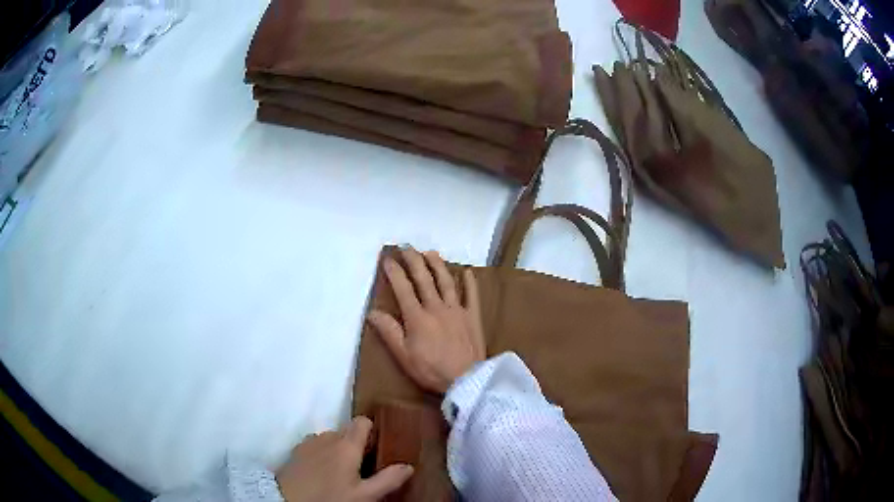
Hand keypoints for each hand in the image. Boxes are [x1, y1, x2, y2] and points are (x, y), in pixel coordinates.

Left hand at [276, 416, 412, 501]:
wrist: (288, 500)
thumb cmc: (330, 497)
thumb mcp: (364, 495)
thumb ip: (388, 479)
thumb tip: (408, 466)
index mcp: (347, 445)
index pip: (362, 421)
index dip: (372, 431)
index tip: (377, 448)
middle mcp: (328, 437)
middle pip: (347, 431)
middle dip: (356, 445)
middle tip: (362, 467)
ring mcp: (309, 442)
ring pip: (330, 438)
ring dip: (338, 449)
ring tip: (341, 472)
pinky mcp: (297, 450)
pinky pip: (316, 445)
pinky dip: (323, 453)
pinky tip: (322, 472)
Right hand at [367, 247, 485, 393]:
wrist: (465, 379)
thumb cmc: (431, 370)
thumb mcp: (403, 355)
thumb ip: (389, 331)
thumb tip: (372, 312)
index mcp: (417, 317)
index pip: (403, 288)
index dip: (394, 271)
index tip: (387, 258)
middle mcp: (437, 307)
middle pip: (424, 279)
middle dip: (414, 260)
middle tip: (407, 247)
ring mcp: (457, 310)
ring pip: (446, 282)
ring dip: (437, 265)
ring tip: (430, 252)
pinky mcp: (473, 317)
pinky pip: (472, 296)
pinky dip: (469, 283)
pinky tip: (467, 272)